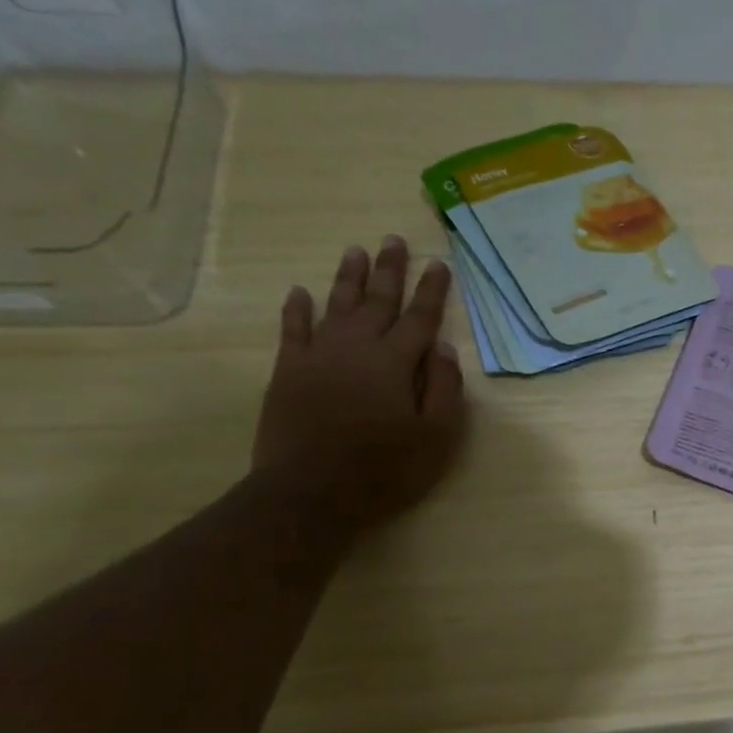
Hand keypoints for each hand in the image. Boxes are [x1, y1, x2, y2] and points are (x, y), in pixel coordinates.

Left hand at [253, 235, 465, 531]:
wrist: (311, 492)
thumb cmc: (384, 469)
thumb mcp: (436, 437)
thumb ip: (444, 389)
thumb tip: (443, 349)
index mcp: (395, 363)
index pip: (419, 318)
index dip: (431, 291)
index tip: (439, 264)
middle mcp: (357, 348)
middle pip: (377, 301)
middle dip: (390, 270)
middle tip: (394, 240)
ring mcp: (318, 357)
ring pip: (337, 306)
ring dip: (348, 278)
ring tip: (356, 250)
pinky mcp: (288, 372)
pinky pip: (293, 330)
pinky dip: (296, 310)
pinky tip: (300, 292)